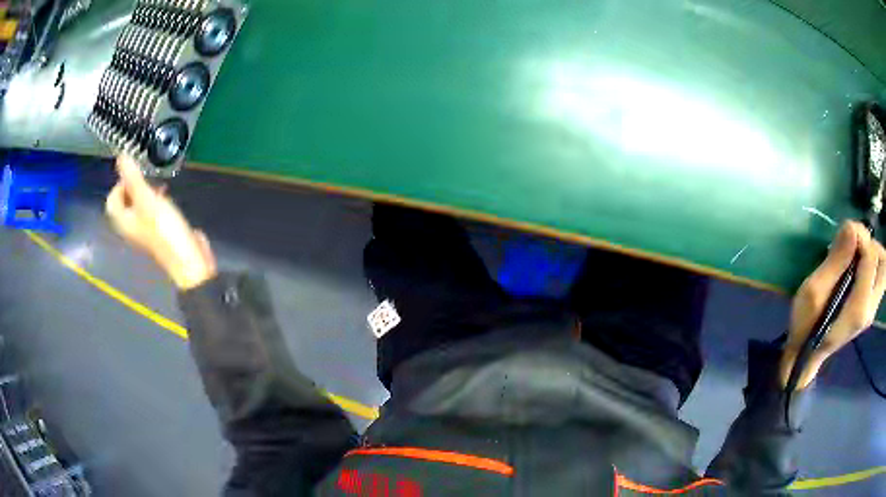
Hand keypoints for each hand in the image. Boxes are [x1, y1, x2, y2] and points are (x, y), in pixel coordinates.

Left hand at [105, 155, 216, 289]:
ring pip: (138, 207)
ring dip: (146, 193)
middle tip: (149, 179)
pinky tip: (168, 199)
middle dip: (135, 187)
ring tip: (160, 187)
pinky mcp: (158, 233)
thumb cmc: (164, 229)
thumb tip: (120, 155)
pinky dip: (156, 203)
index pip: (112, 199)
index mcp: (123, 221)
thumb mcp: (147, 199)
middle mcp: (130, 227)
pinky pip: (151, 213)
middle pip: (125, 203)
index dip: (121, 183)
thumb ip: (133, 178)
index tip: (136, 174)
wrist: (187, 259)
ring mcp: (144, 231)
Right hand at [780, 221, 885, 387]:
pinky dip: (871, 265)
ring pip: (882, 269)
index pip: (872, 257)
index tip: (845, 234)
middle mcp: (870, 309)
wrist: (805, 358)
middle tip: (854, 246)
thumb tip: (851, 227)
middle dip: (871, 245)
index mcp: (859, 307)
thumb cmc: (805, 326)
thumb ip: (836, 260)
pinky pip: (878, 278)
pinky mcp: (869, 310)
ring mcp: (871, 312)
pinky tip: (857, 269)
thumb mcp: (813, 292)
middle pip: (883, 262)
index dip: (861, 236)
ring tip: (856, 257)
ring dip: (872, 254)